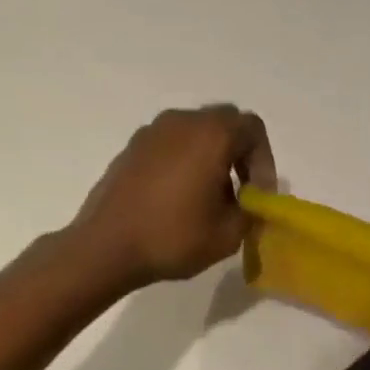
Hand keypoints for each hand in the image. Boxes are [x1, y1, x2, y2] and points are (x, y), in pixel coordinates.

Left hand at [70, 105, 276, 290]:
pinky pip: (170, 144)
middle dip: (239, 154)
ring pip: (196, 132)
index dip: (264, 160)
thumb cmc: (172, 237)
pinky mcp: (131, 148)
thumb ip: (251, 211)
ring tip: (207, 197)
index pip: (253, 128)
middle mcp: (182, 122)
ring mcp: (152, 132)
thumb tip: (250, 202)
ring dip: (210, 156)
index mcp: (211, 135)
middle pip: (225, 123)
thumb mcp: (228, 235)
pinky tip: (177, 198)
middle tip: (240, 191)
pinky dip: (183, 161)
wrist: (105, 247)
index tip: (257, 194)